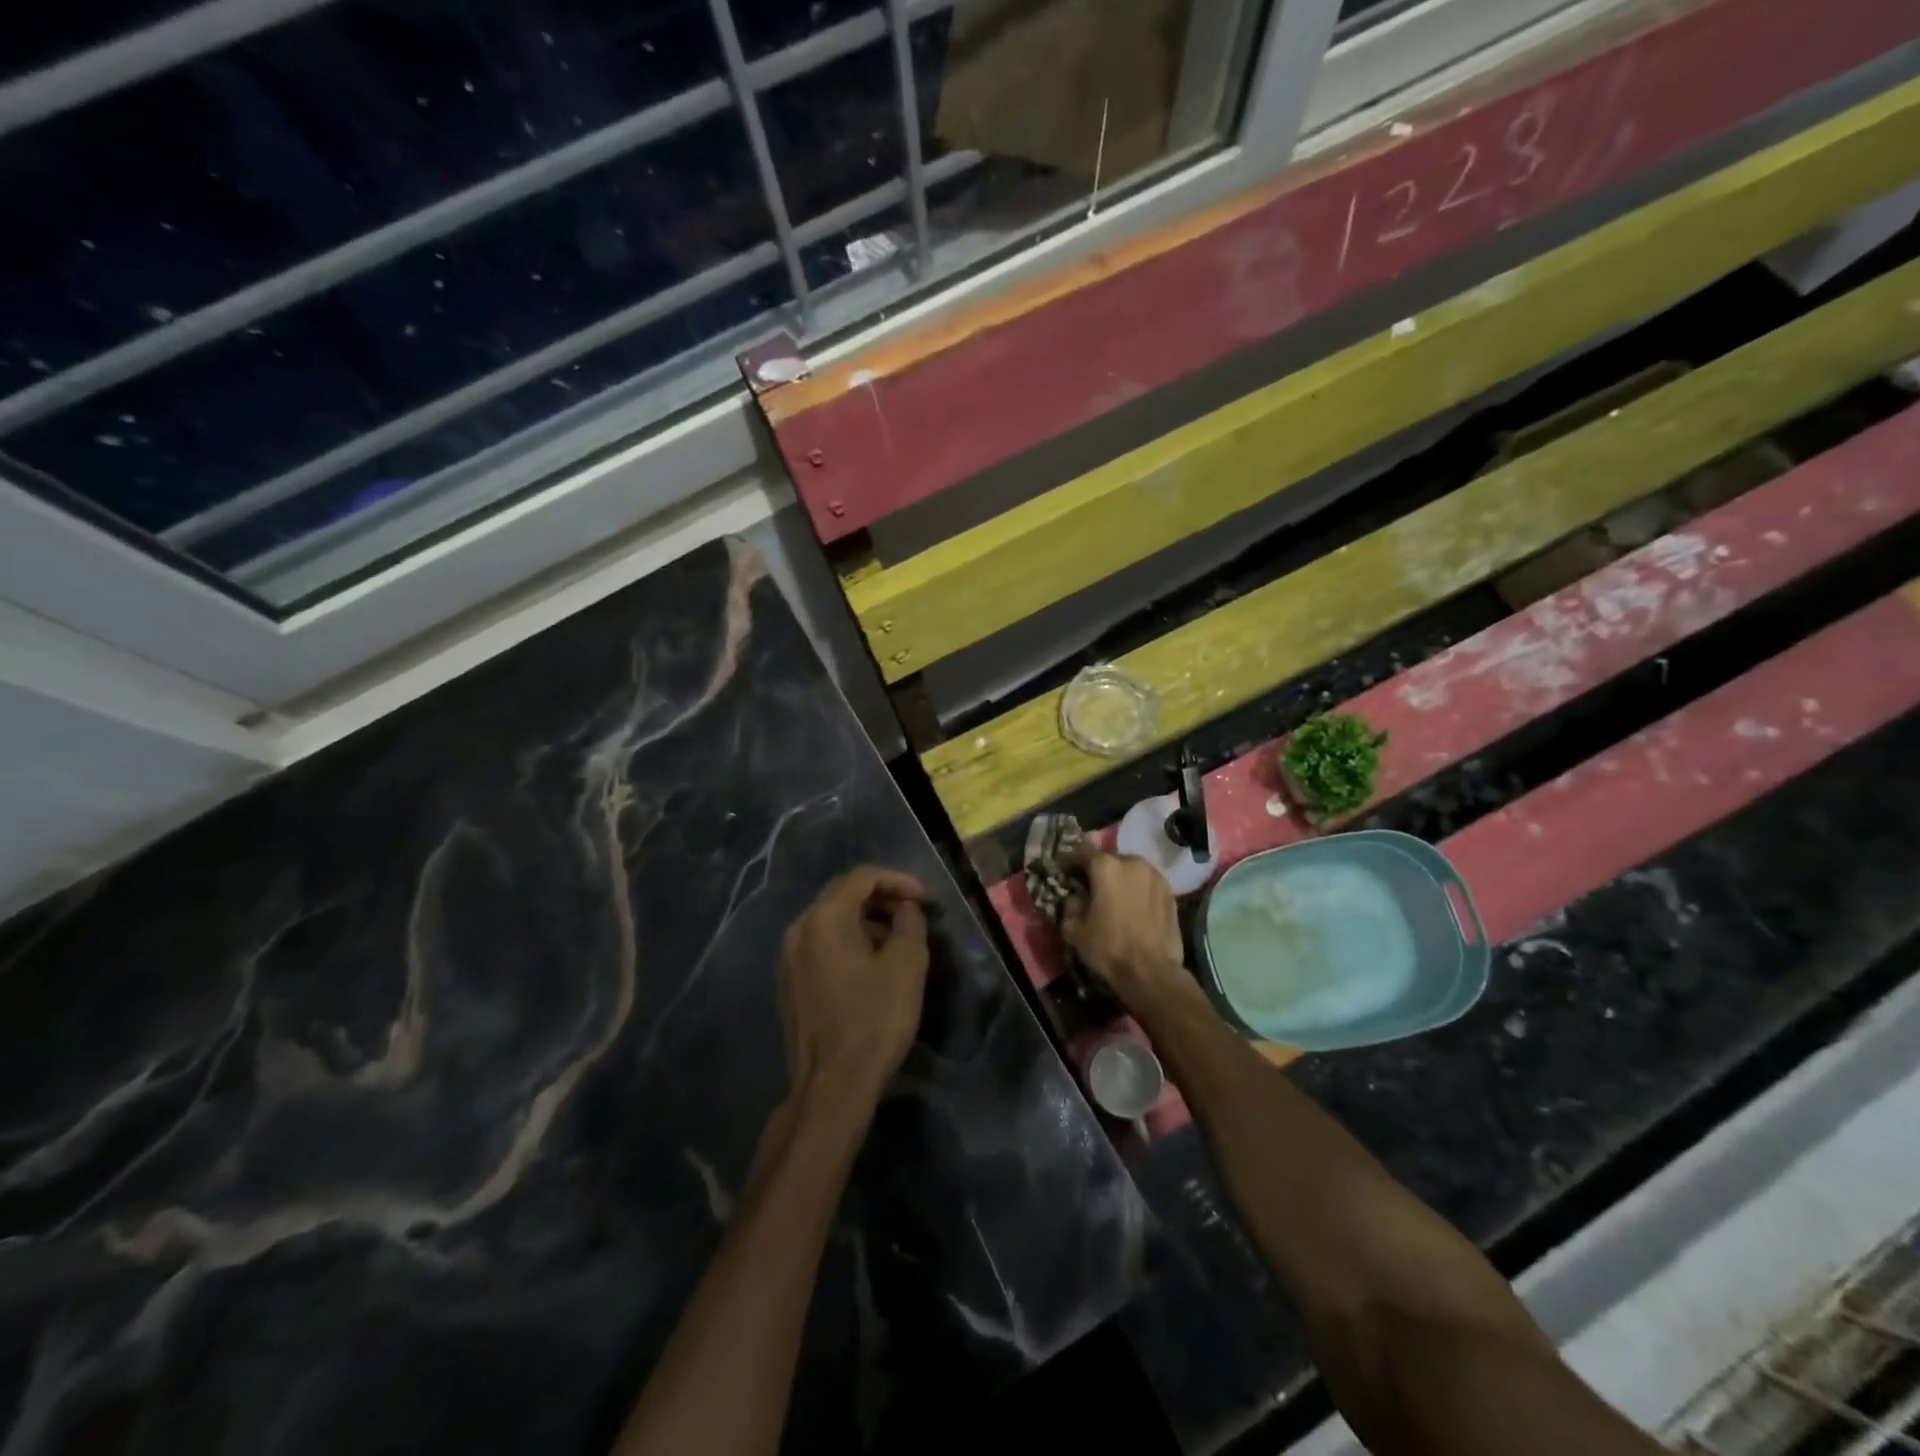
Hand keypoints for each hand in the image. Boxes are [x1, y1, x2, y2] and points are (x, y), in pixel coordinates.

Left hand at [780, 866, 929, 1098]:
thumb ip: (910, 924)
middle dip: (881, 897)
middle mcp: (800, 929)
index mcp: (825, 918)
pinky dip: (848, 942)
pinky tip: (871, 965)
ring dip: (866, 921)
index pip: (861, 877)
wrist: (832, 1084)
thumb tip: (906, 909)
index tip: (924, 898)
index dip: (897, 880)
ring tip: (897, 940)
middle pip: (842, 895)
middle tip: (913, 913)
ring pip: (831, 921)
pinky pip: (821, 945)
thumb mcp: (907, 965)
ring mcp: (789, 958)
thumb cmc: (874, 1019)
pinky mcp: (790, 983)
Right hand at [1061, 847, 1191, 1009]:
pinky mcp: (1170, 892)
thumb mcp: (1074, 929)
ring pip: (1131, 869)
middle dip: (1097, 869)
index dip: (1069, 860)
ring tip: (1113, 894)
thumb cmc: (1108, 948)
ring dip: (1120, 877)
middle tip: (1088, 884)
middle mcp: (1132, 862)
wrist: (1152, 973)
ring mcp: (1155, 876)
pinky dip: (1137, 888)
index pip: (1081, 852)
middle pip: (1109, 858)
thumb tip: (1074, 895)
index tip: (1062, 869)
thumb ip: (1070, 904)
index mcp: (1106, 866)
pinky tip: (1133, 904)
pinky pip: (1147, 883)